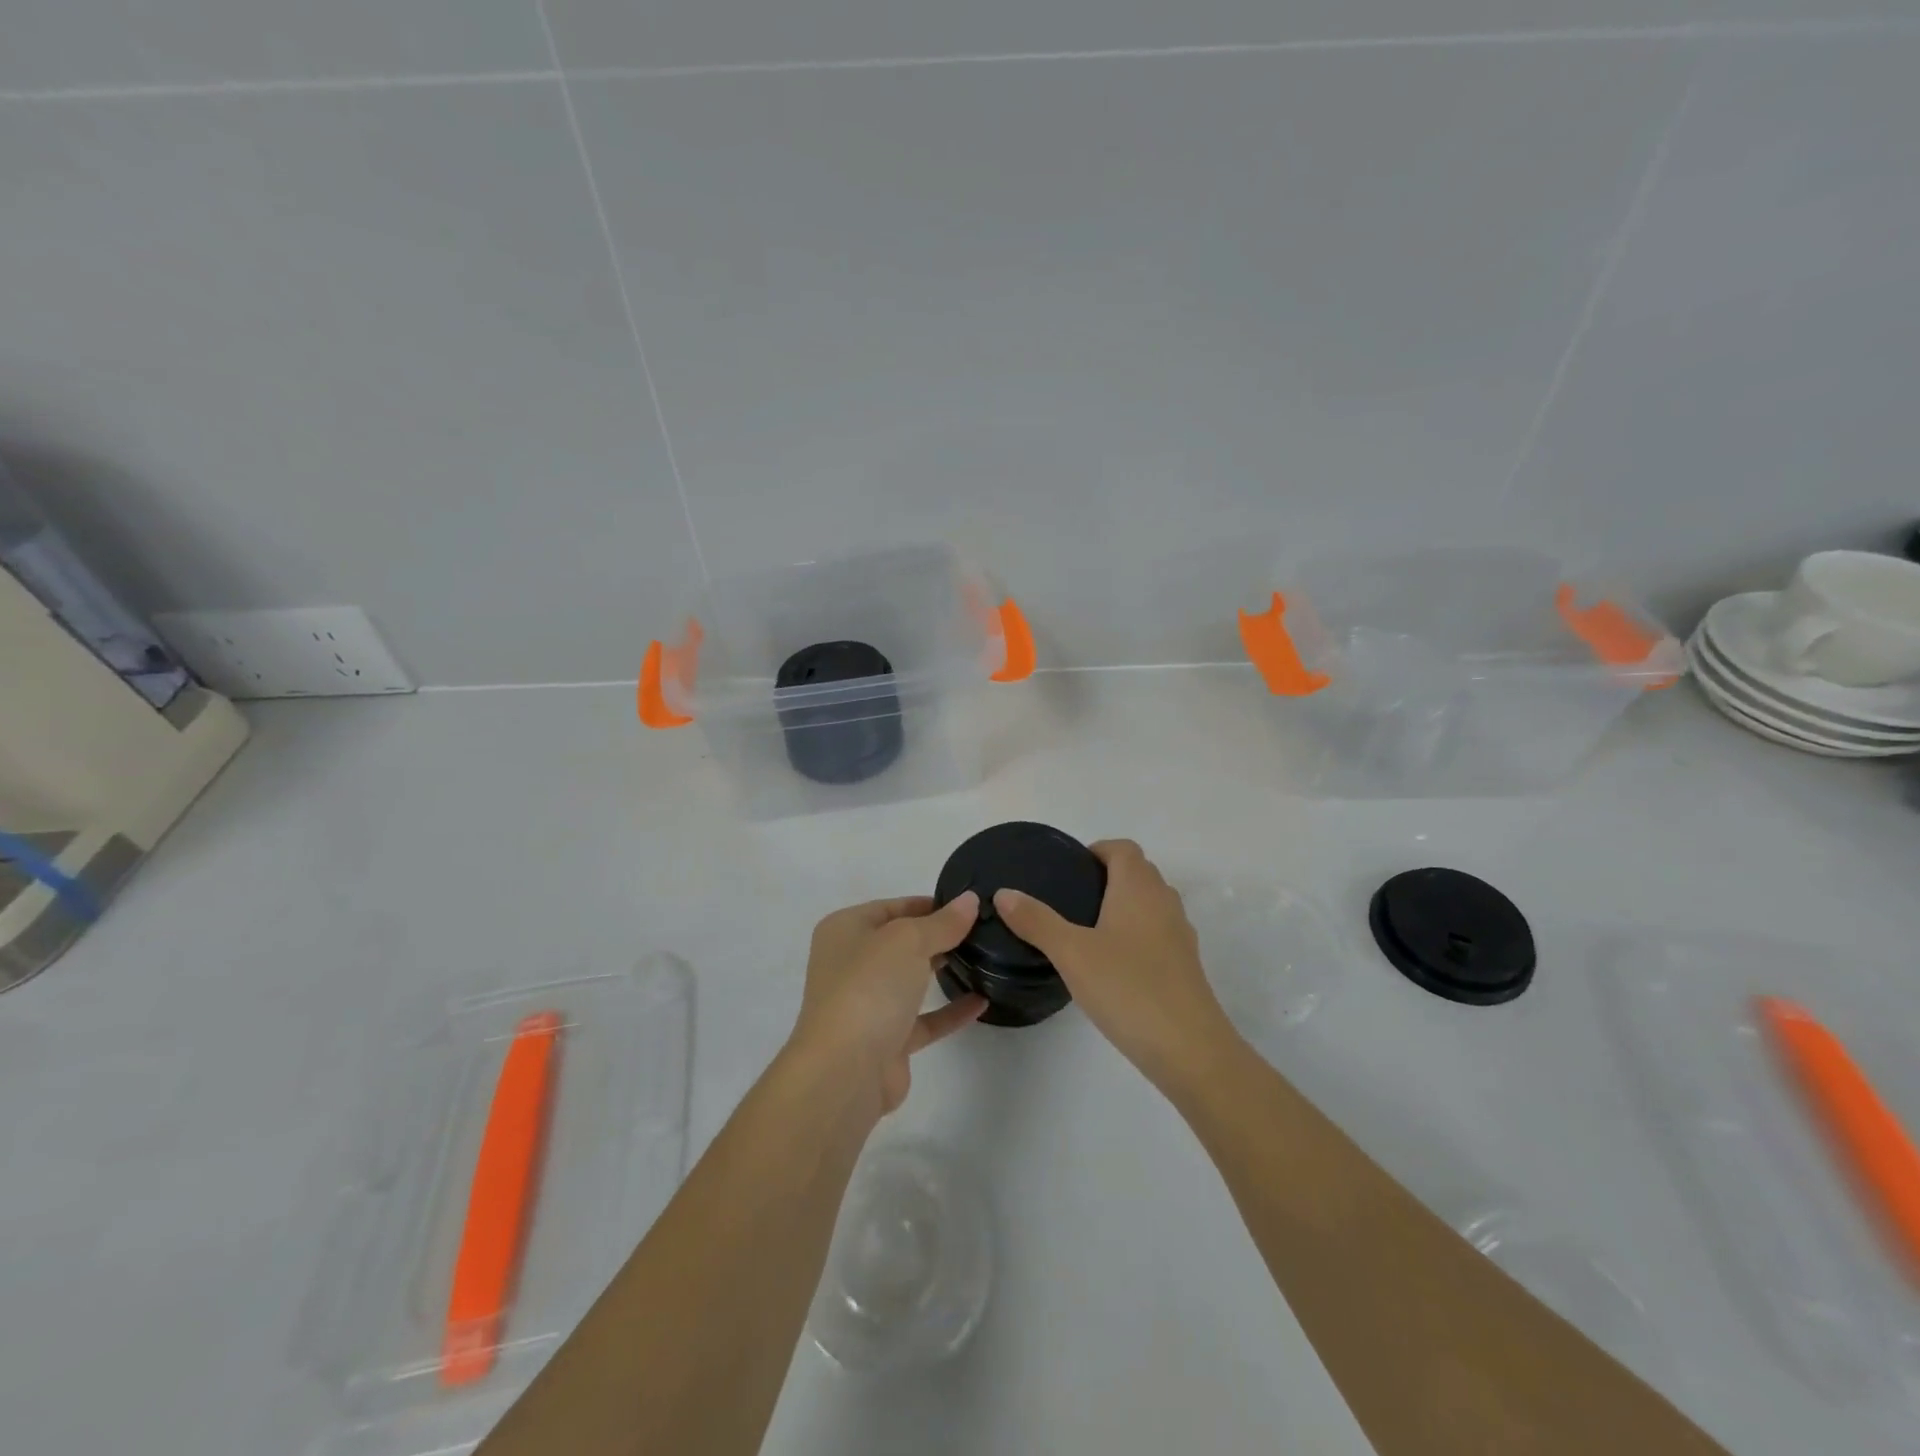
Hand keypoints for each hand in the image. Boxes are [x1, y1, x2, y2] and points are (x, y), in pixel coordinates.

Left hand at [789, 893, 986, 1116]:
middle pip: (900, 942)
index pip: (891, 907)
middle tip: (982, 930)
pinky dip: (950, 1011)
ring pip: (910, 980)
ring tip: (985, 959)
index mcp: (845, 930)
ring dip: (943, 971)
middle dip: (937, 936)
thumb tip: (969, 901)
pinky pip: (924, 1018)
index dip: (928, 904)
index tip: (967, 905)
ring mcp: (867, 1004)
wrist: (845, 1071)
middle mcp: (851, 964)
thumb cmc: (869, 987)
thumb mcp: (908, 940)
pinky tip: (982, 1001)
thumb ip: (942, 922)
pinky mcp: (886, 1041)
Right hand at [994, 840, 1237, 1088]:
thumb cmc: (1128, 988)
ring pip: (1151, 904)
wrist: (1190, 1049)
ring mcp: (1180, 935)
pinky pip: (1158, 933)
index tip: (1070, 869)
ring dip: (1124, 906)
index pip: (1123, 849)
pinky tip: (1112, 965)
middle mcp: (1164, 902)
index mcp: (1139, 888)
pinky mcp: (1185, 966)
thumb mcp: (1071, 953)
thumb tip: (1004, 893)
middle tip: (1070, 899)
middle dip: (1108, 876)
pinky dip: (1136, 935)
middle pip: (1139, 873)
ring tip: (1087, 930)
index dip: (1098, 850)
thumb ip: (1036, 921)